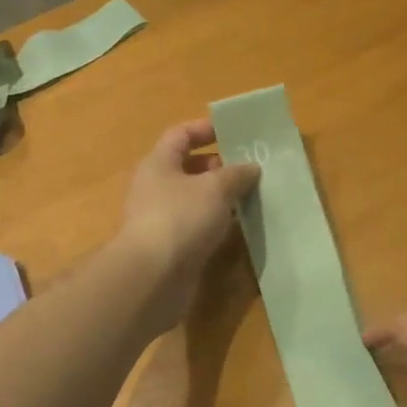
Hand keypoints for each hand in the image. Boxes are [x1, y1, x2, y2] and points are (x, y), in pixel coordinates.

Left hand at [116, 120, 259, 332]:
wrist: (154, 276)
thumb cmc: (181, 218)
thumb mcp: (215, 188)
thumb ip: (236, 174)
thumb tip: (251, 168)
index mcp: (159, 164)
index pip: (180, 135)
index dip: (205, 129)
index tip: (234, 133)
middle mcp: (156, 188)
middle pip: (188, 168)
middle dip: (220, 167)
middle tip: (251, 170)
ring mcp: (162, 220)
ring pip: (195, 200)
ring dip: (221, 198)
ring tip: (253, 198)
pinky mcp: (171, 247)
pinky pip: (198, 227)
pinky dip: (217, 225)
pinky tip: (240, 228)